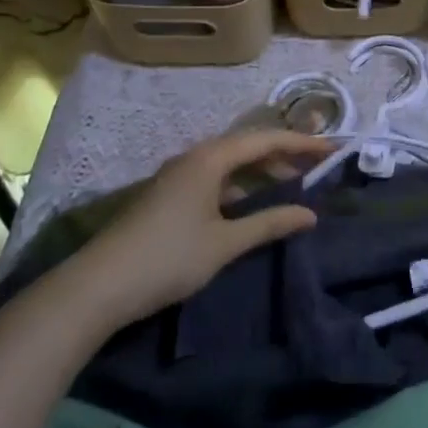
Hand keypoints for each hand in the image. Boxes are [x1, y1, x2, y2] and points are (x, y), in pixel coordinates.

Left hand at [50, 130, 331, 332]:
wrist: (95, 288)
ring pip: (229, 162)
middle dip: (283, 154)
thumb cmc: (167, 258)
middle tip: (314, 167)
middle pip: (247, 145)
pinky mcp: (167, 195)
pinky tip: (247, 205)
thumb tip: (311, 214)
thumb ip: (269, 224)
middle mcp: (194, 157)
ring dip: (260, 170)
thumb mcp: (225, 243)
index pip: (266, 139)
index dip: (302, 143)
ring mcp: (177, 176)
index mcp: (211, 158)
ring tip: (287, 184)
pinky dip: (239, 184)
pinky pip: (214, 177)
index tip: (332, 149)